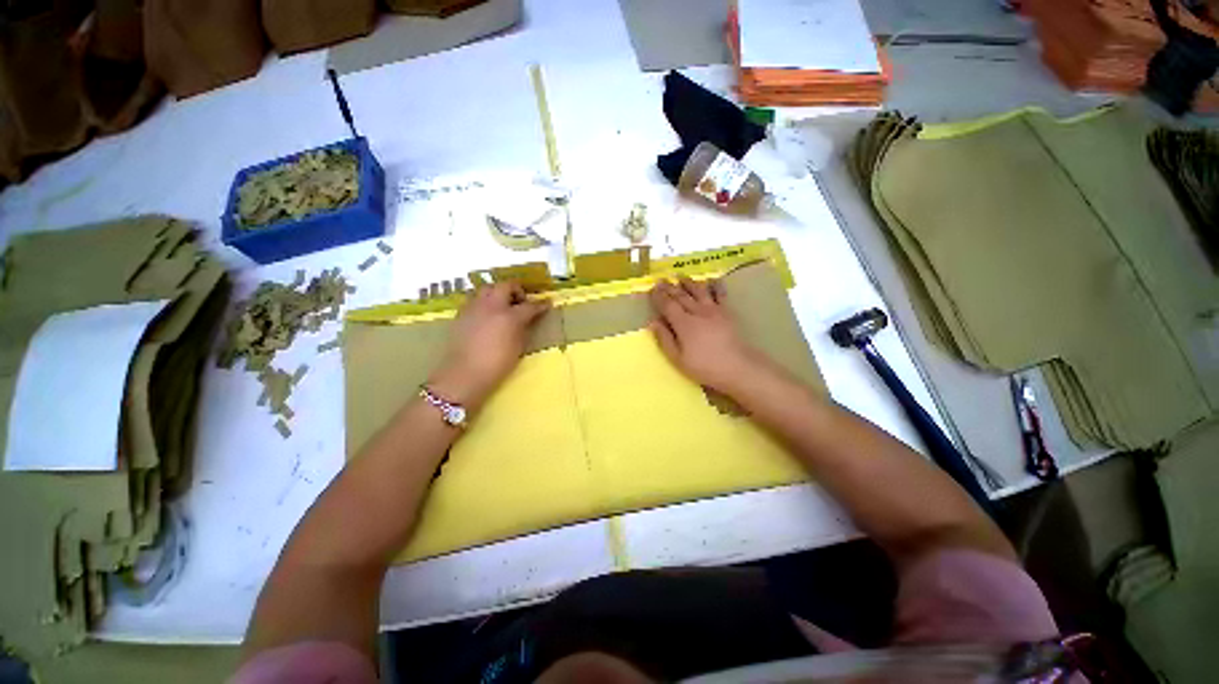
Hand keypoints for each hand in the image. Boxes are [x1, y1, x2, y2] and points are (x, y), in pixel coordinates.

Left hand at [429, 282, 550, 406]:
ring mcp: (474, 307)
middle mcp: (491, 306)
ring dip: (498, 292)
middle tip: (521, 302)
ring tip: (502, 305)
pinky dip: (484, 301)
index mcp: (509, 316)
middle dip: (516, 290)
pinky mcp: (462, 313)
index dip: (540, 305)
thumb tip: (527, 319)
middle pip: (506, 286)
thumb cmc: (497, 364)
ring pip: (487, 288)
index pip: (529, 305)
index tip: (547, 304)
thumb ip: (523, 328)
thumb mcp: (518, 347)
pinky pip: (475, 299)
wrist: (465, 374)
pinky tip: (487, 315)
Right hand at [649, 276, 762, 396]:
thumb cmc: (704, 366)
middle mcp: (697, 311)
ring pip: (699, 291)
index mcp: (683, 323)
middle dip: (669, 287)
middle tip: (661, 280)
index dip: (659, 297)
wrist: (737, 366)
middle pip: (681, 296)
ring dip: (688, 282)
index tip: (652, 289)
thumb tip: (654, 322)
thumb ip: (665, 339)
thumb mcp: (678, 358)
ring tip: (680, 276)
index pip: (668, 305)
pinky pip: (720, 293)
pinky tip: (712, 280)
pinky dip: (715, 285)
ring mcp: (714, 310)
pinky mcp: (727, 311)